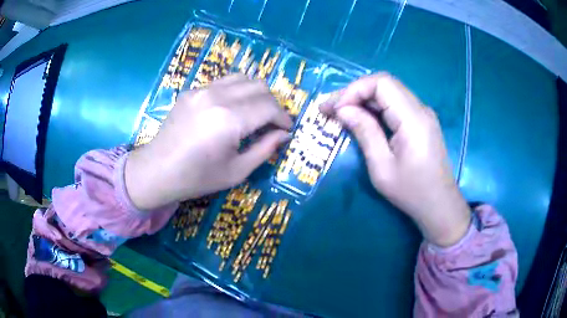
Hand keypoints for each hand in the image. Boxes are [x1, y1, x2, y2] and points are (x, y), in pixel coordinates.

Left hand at [125, 74, 291, 210]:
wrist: (157, 170)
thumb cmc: (196, 178)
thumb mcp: (236, 171)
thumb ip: (265, 149)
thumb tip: (284, 134)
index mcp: (229, 120)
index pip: (270, 107)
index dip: (283, 118)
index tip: (286, 129)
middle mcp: (217, 96)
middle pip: (259, 86)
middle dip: (273, 104)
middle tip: (272, 123)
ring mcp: (202, 89)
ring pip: (243, 78)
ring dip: (256, 93)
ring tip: (255, 113)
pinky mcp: (192, 90)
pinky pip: (223, 82)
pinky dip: (237, 91)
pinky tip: (232, 109)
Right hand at [321, 73, 469, 246]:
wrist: (439, 205)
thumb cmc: (411, 192)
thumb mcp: (382, 167)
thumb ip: (364, 132)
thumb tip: (342, 109)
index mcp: (413, 118)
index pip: (382, 83)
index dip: (354, 89)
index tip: (335, 109)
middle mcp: (420, 108)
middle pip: (384, 83)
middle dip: (354, 92)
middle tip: (330, 108)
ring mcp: (423, 113)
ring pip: (389, 92)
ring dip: (363, 98)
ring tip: (340, 112)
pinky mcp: (421, 121)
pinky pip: (395, 104)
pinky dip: (375, 107)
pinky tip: (362, 118)